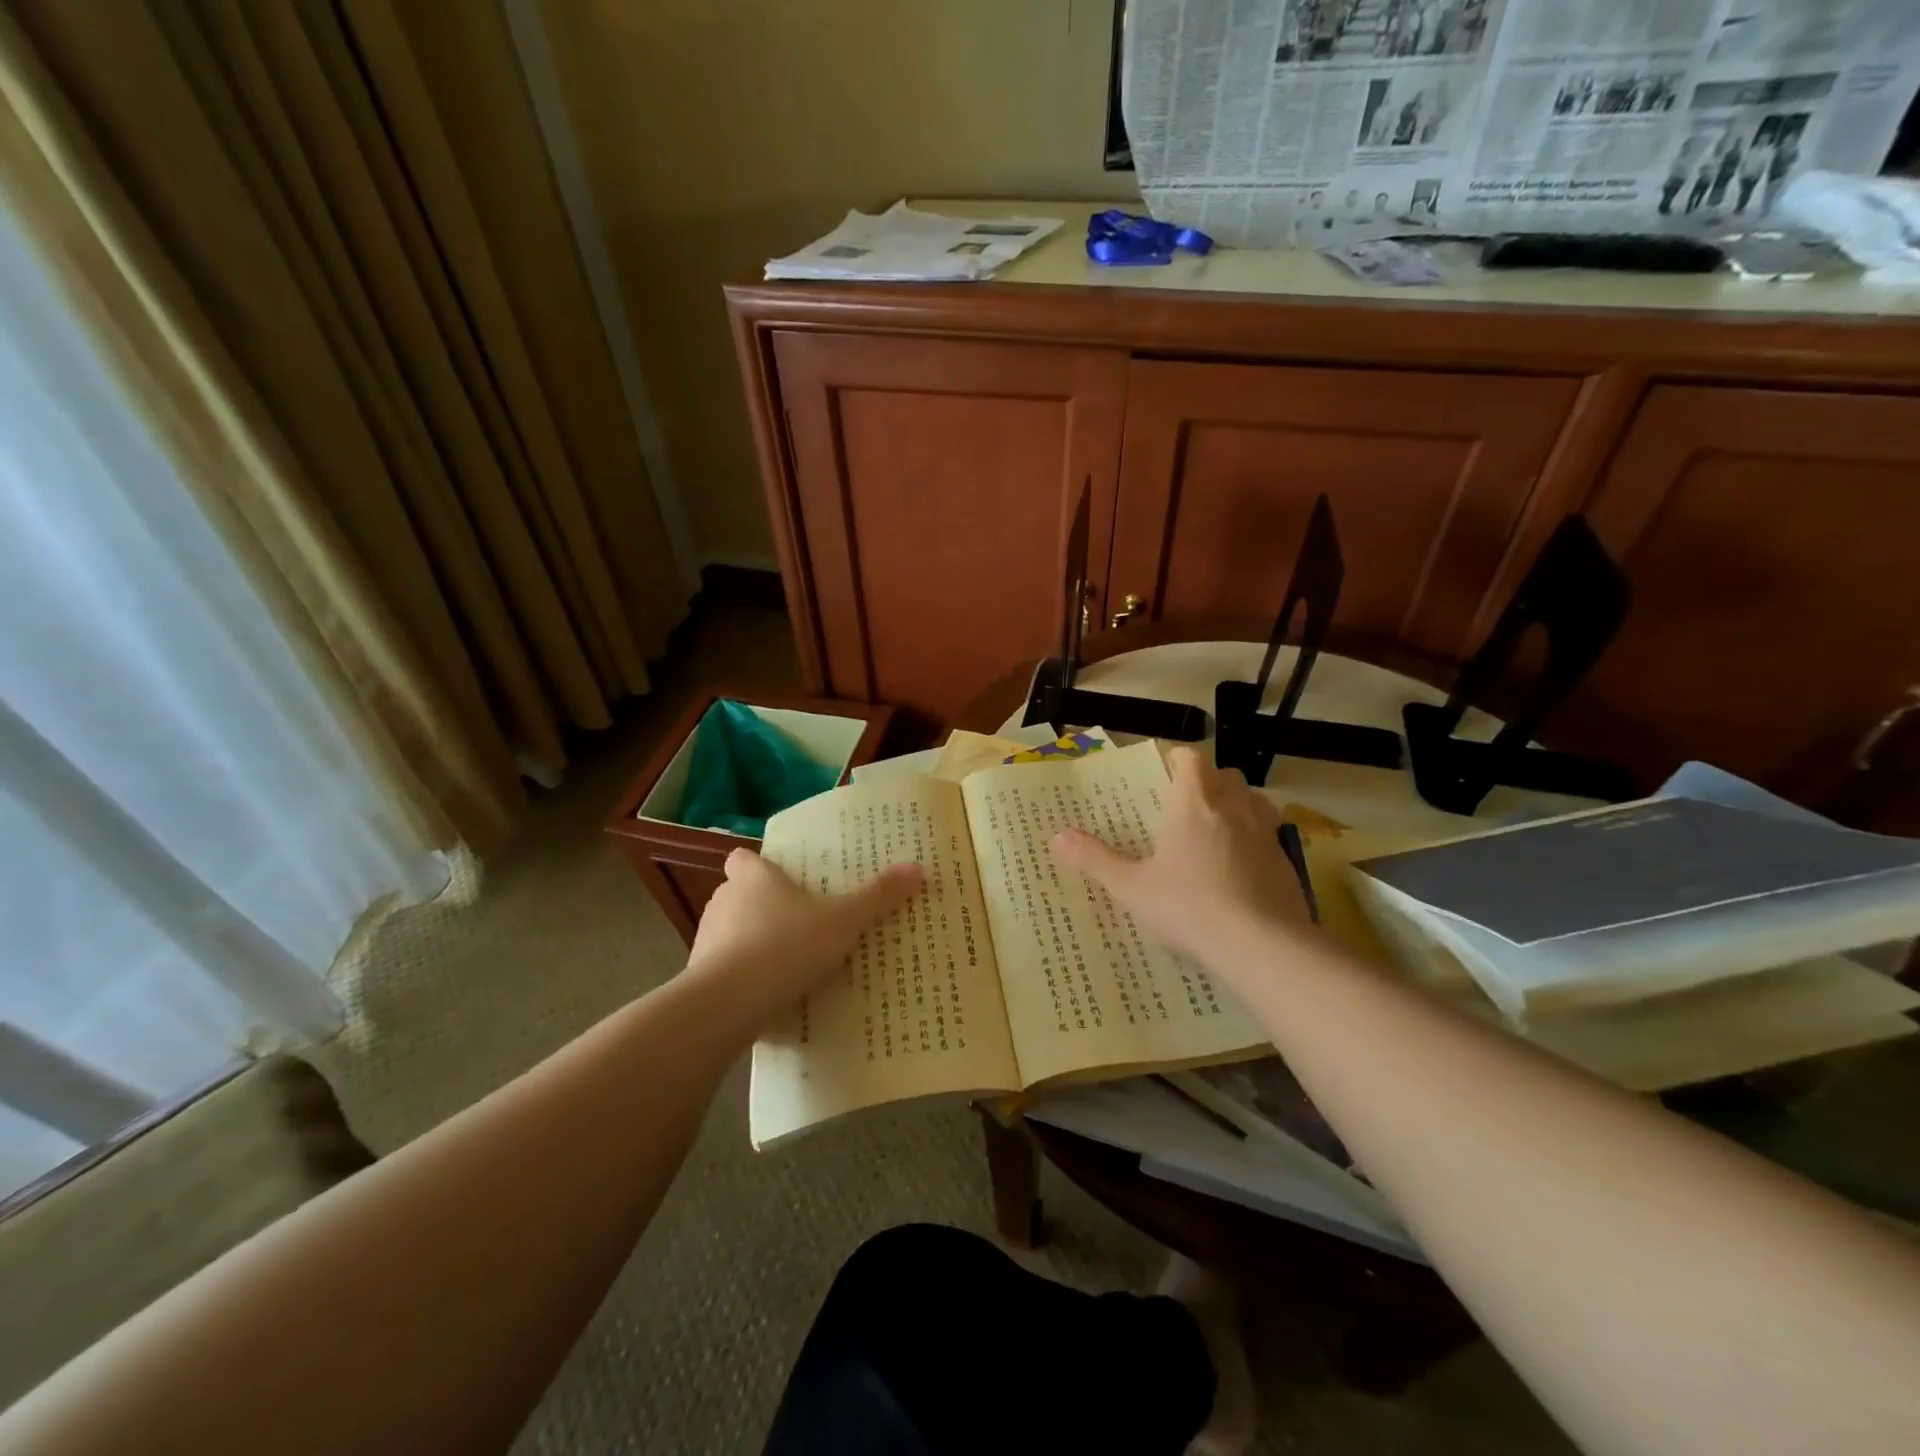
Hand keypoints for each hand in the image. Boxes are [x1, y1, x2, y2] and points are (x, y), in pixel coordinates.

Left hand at [681, 848, 923, 1030]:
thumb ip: (878, 897)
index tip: (782, 879)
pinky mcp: (698, 978)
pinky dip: (742, 979)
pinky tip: (769, 996)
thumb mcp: (843, 921)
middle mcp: (724, 901)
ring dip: (751, 944)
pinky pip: (723, 971)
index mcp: (753, 878)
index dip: (760, 866)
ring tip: (788, 962)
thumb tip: (918, 868)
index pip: (743, 858)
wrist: (728, 1003)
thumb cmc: (787, 946)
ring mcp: (706, 940)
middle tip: (798, 921)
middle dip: (762, 906)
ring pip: (730, 933)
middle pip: (738, 894)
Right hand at [1052, 746, 1311, 971]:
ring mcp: (1265, 832)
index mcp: (1193, 803)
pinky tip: (1240, 870)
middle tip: (1185, 805)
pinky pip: (1269, 835)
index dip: (1177, 760)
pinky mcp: (1287, 860)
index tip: (1164, 773)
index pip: (1190, 759)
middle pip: (1224, 774)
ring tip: (1216, 831)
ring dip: (1236, 805)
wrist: (1263, 945)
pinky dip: (1254, 840)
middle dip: (1207, 782)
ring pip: (1253, 800)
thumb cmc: (1189, 907)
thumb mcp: (1131, 888)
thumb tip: (1058, 836)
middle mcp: (1233, 807)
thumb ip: (1095, 860)